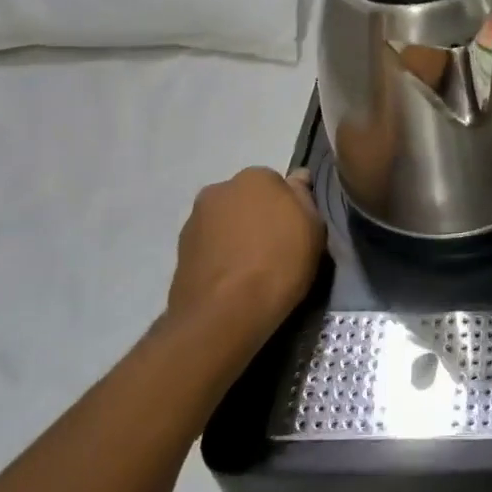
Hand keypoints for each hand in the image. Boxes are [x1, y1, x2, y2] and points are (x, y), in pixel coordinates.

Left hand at [167, 168, 324, 339]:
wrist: (223, 314)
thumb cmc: (279, 263)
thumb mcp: (313, 227)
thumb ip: (304, 197)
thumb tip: (297, 178)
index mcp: (255, 177)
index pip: (277, 184)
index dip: (288, 208)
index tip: (296, 231)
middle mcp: (219, 190)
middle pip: (247, 200)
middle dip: (258, 217)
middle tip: (275, 249)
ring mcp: (194, 221)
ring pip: (225, 223)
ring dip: (236, 237)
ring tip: (252, 270)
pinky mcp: (178, 253)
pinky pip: (210, 248)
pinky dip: (220, 258)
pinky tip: (233, 281)